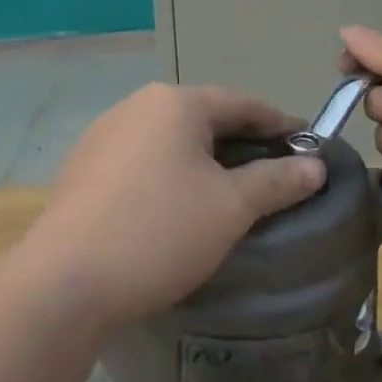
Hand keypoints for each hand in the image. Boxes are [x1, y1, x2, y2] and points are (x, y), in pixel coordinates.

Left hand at [19, 84, 325, 328]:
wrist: (65, 279)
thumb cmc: (159, 231)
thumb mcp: (230, 208)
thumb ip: (276, 181)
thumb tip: (315, 165)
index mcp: (174, 103)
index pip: (243, 103)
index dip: (280, 124)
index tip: (309, 147)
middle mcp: (137, 105)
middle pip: (204, 117)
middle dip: (241, 143)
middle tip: (274, 174)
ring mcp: (104, 134)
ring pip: (170, 138)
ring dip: (203, 159)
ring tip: (228, 192)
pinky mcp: (84, 166)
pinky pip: (141, 159)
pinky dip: (169, 173)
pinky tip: (175, 205)